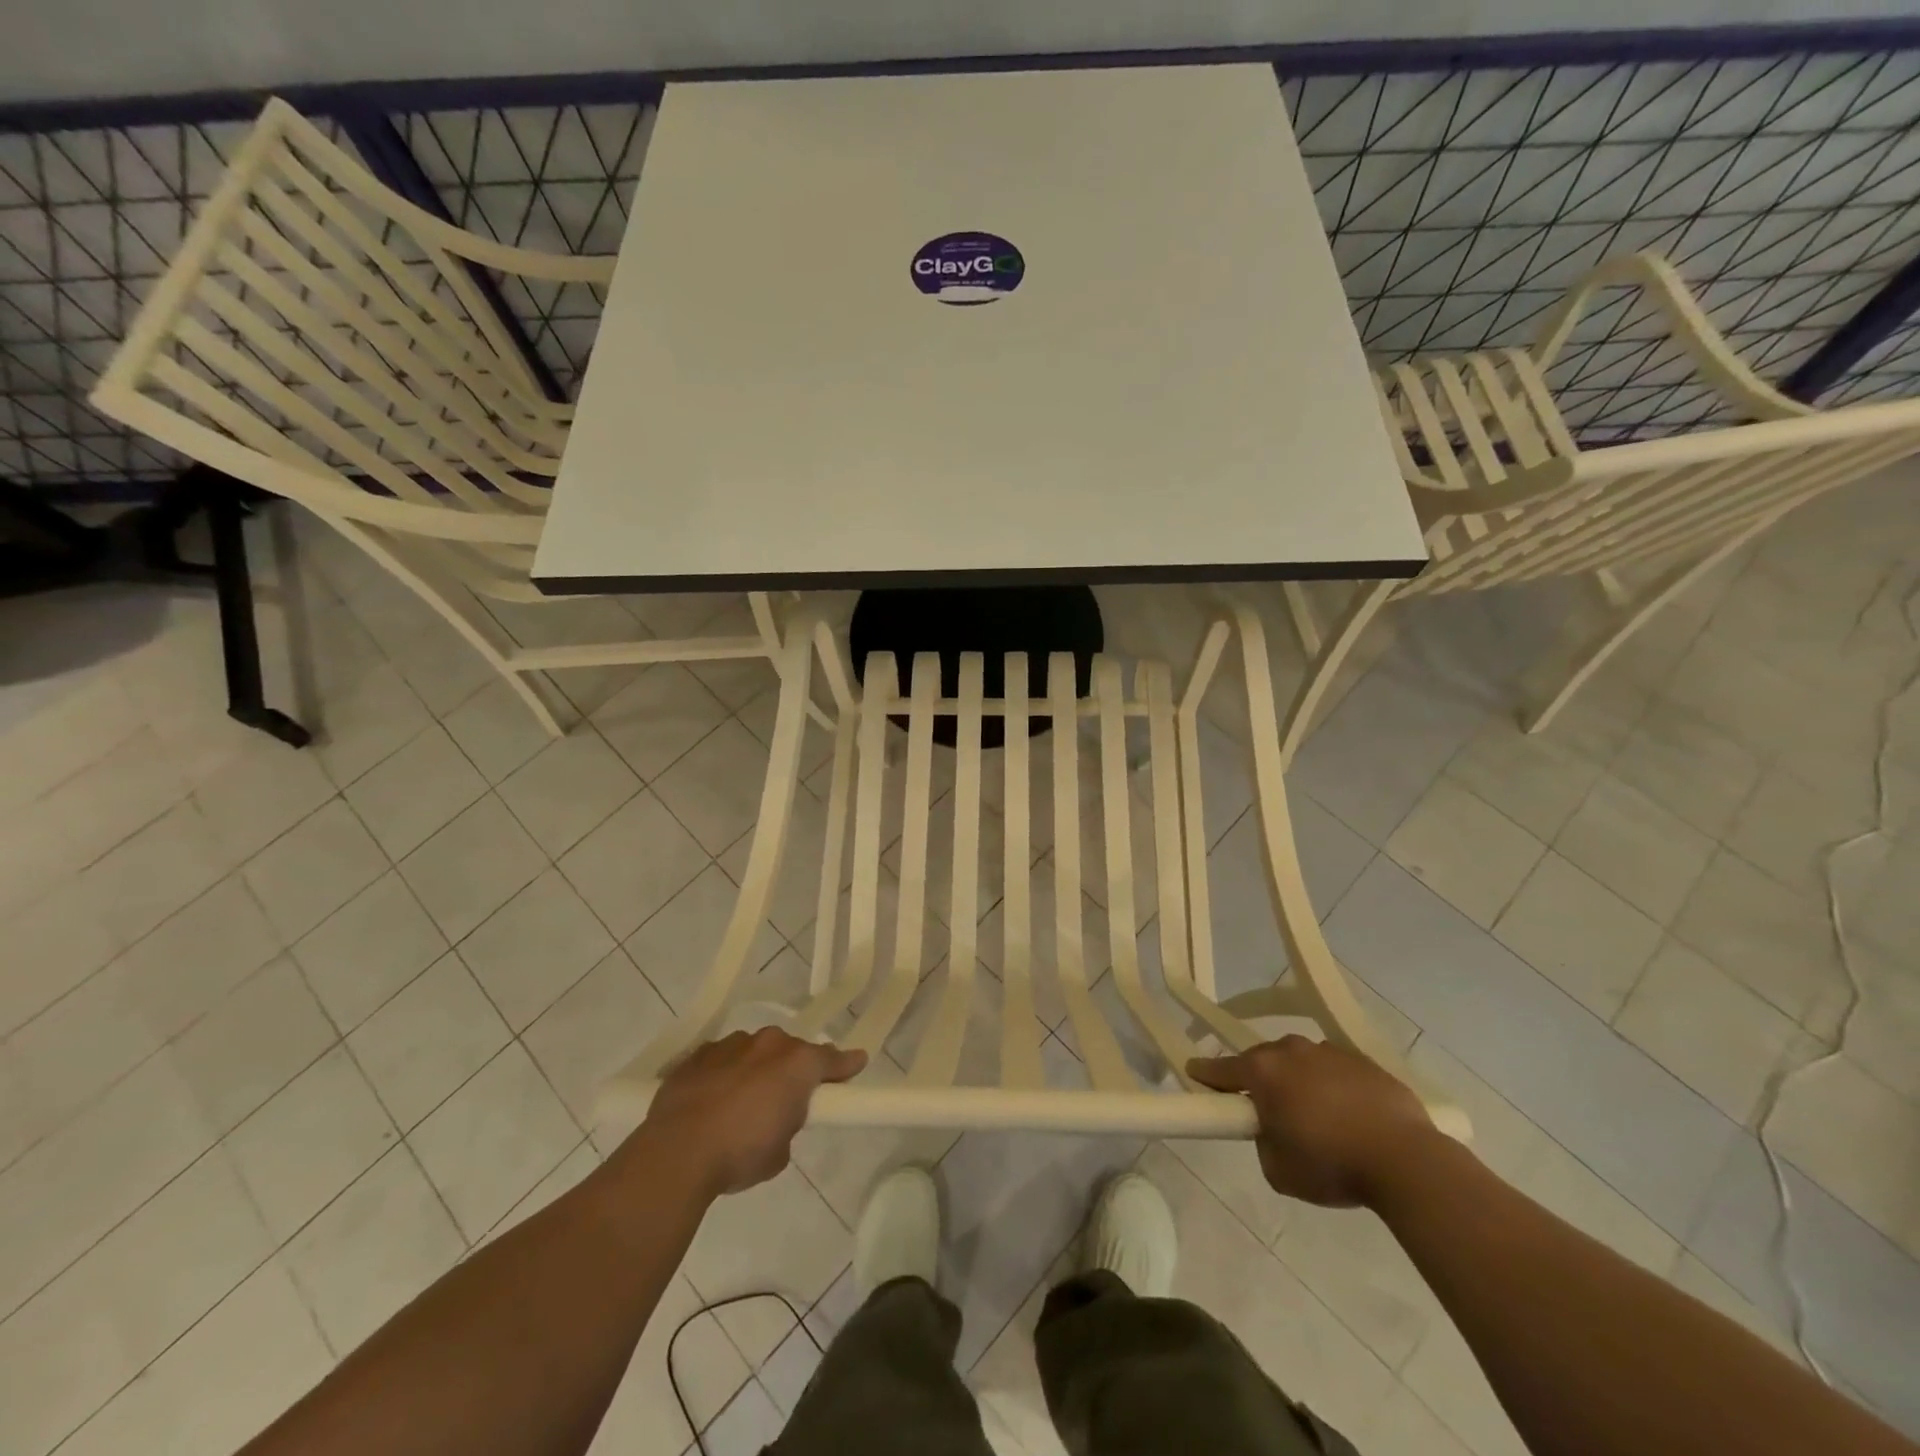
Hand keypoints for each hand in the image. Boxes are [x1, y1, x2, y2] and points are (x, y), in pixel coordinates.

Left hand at [641, 1028, 866, 1196]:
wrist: (677, 1152)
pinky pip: (721, 1060)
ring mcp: (730, 1045)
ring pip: (753, 1051)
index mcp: (797, 1064)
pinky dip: (723, 1074)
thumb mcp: (780, 1152)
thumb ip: (788, 1125)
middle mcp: (768, 1044)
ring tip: (741, 1103)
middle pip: (790, 1051)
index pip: (831, 1060)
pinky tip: (712, 1100)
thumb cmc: (740, 1154)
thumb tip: (777, 1118)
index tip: (856, 1063)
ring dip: (755, 1069)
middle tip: (785, 1098)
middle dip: (791, 1070)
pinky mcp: (697, 1055)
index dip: (845, 1066)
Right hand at [1188, 1036, 1435, 1206]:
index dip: (1205, 1074)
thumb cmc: (1332, 1164)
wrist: (1407, 1160)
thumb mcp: (1278, 1170)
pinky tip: (1348, 1115)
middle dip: (1260, 1081)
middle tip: (1267, 1111)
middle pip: (1263, 1061)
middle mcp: (1291, 1051)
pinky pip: (1335, 1070)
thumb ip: (1263, 1143)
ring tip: (1316, 1116)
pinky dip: (1333, 1086)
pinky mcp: (1364, 1061)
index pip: (1221, 1069)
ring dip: (1299, 1081)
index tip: (1194, 1074)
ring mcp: (1330, 1052)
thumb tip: (1272, 1131)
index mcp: (1263, 1072)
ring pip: (1301, 1062)